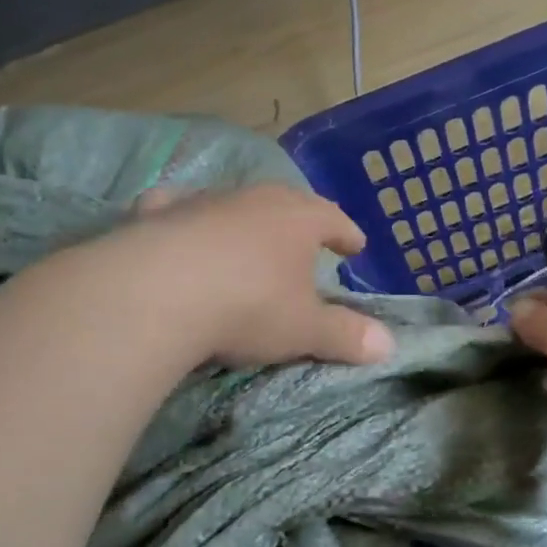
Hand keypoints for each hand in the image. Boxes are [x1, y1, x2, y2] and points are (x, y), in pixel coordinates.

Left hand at [127, 185, 395, 367]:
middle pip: (285, 203)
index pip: (333, 219)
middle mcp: (254, 200)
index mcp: (298, 219)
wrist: (158, 292)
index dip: (346, 233)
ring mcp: (203, 202)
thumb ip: (345, 335)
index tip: (355, 244)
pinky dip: (184, 217)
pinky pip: (177, 208)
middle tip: (307, 237)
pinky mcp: (158, 215)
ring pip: (234, 203)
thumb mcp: (304, 330)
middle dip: (299, 220)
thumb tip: (389, 346)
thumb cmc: (248, 307)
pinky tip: (177, 224)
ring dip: (245, 220)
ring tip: (248, 238)